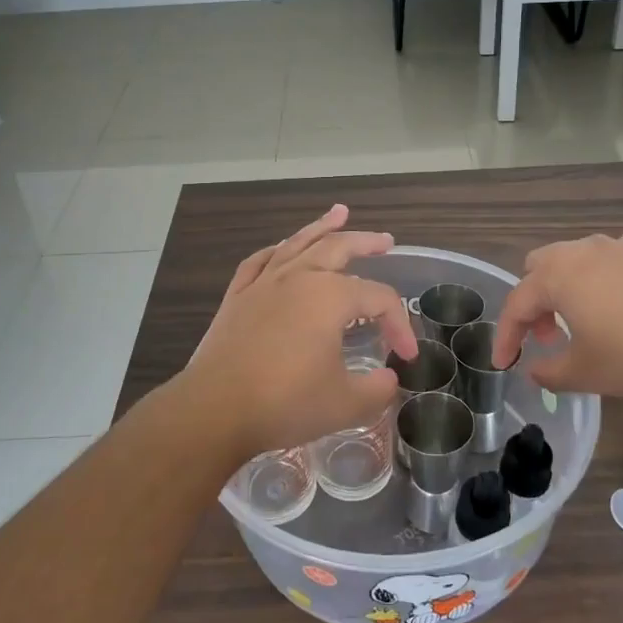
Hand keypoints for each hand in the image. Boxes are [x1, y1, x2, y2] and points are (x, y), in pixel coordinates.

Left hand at [182, 205, 418, 459]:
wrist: (215, 409)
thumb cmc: (285, 403)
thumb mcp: (346, 404)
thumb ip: (377, 389)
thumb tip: (388, 378)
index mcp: (331, 297)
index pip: (380, 299)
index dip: (399, 324)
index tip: (406, 356)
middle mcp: (299, 278)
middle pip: (338, 248)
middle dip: (366, 242)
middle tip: (385, 241)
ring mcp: (264, 284)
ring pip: (297, 244)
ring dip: (321, 227)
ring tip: (338, 213)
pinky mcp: (237, 298)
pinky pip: (259, 262)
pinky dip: (275, 251)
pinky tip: (281, 248)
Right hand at [492, 234, 622, 408]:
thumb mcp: (587, 374)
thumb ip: (549, 371)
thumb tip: (534, 369)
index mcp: (560, 275)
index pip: (517, 303)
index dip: (506, 336)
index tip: (504, 364)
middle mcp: (585, 251)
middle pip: (540, 267)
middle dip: (534, 302)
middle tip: (546, 337)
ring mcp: (622, 248)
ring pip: (575, 260)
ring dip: (565, 290)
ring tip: (580, 326)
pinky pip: (608, 263)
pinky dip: (599, 283)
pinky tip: (619, 313)